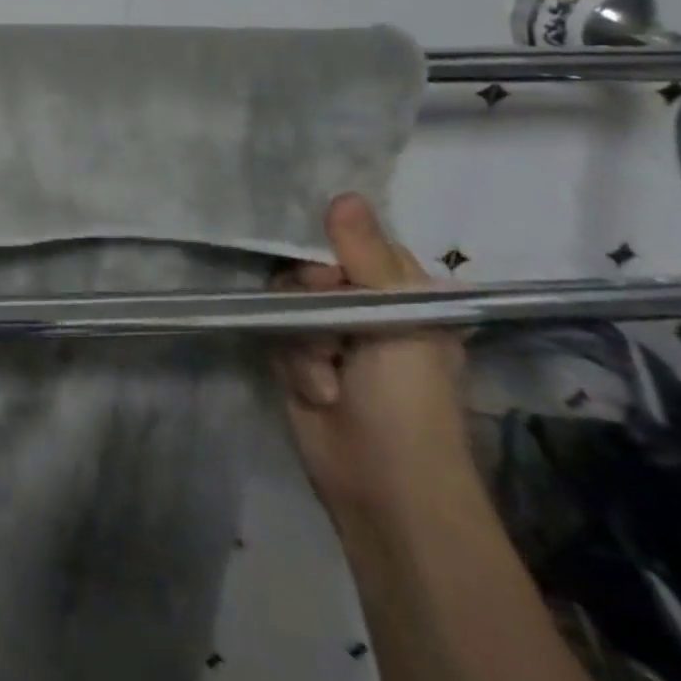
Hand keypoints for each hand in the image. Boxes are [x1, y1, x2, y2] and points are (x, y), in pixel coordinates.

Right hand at [271, 194, 469, 521]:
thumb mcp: (397, 321)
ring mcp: (326, 331)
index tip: (330, 273)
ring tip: (327, 376)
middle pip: (308, 265)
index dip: (332, 249)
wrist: (384, 487)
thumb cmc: (409, 401)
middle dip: (310, 297)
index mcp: (400, 292)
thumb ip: (366, 256)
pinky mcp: (295, 356)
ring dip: (301, 338)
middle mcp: (362, 305)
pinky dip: (290, 360)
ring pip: (284, 296)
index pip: (351, 240)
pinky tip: (316, 390)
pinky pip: (272, 329)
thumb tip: (344, 193)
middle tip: (333, 332)